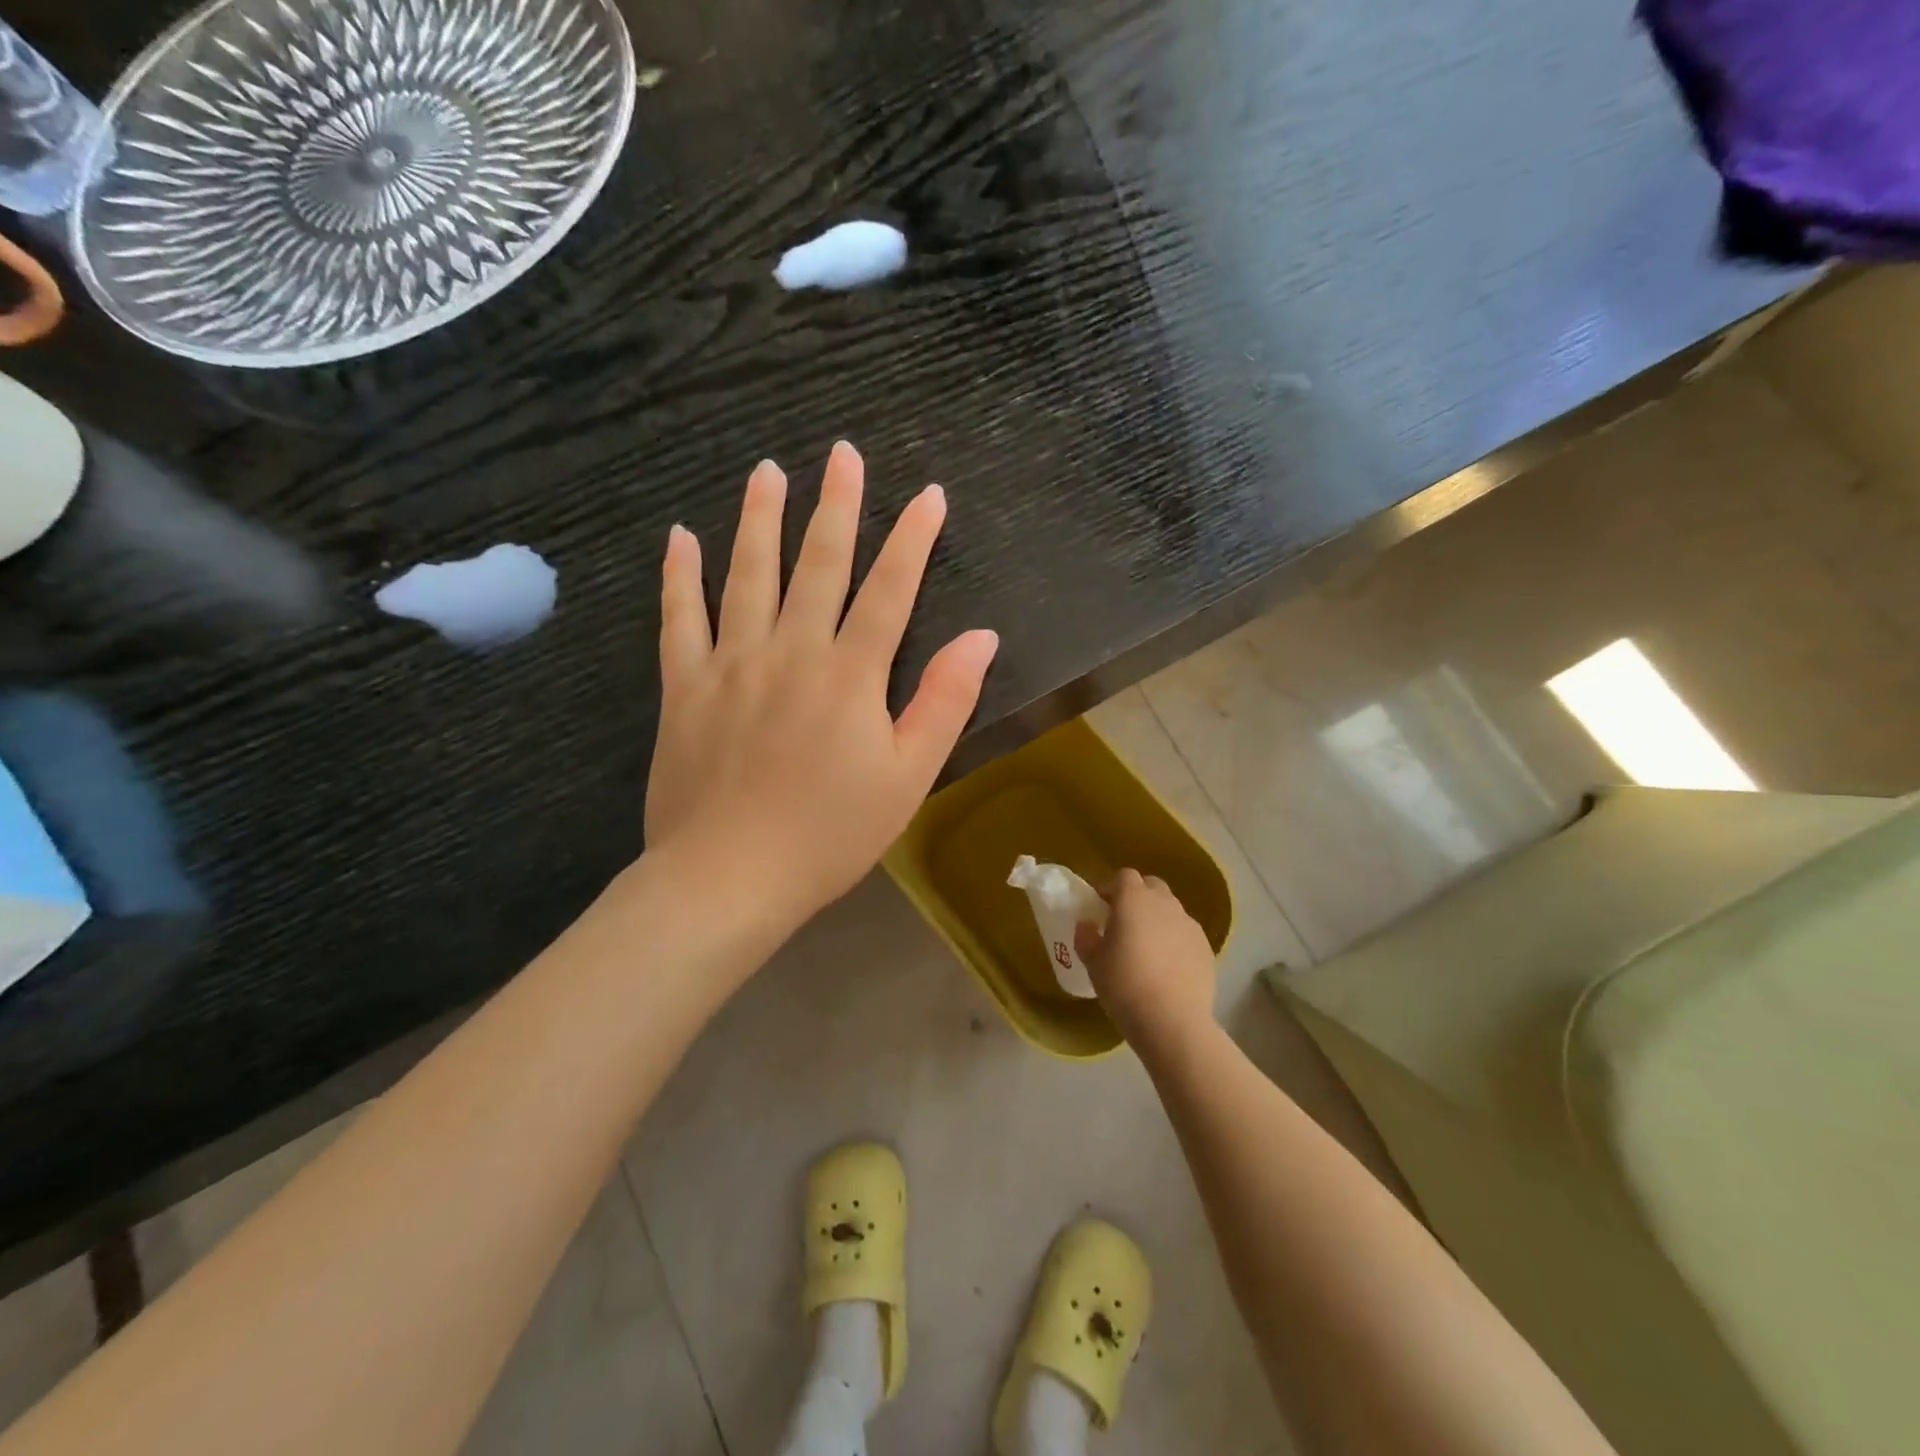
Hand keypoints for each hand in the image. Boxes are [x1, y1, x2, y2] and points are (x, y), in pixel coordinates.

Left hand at [644, 442, 998, 931]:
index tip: (927, 494)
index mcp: (850, 676)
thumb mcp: (908, 777)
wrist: (729, 878)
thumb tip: (980, 636)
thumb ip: (944, 702)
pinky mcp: (683, 687)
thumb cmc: (830, 834)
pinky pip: (678, 619)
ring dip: (759, 521)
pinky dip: (678, 576)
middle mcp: (791, 652)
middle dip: (836, 507)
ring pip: (746, 576)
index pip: (890, 591)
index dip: (912, 540)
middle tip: (842, 453)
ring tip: (767, 472)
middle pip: (818, 566)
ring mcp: (731, 664)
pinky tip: (679, 536)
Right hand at [1076, 869, 1216, 1042]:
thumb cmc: (1124, 985)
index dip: (1111, 888)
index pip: (1124, 876)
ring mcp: (1189, 924)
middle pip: (1151, 886)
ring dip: (1158, 919)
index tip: (1101, 907)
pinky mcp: (1206, 947)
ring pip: (1171, 910)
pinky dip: (1175, 941)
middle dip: (1137, 898)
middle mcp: (1164, 903)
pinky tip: (1168, 968)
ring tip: (1147, 949)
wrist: (1172, 1020)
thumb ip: (1086, 937)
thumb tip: (1087, 925)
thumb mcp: (1093, 963)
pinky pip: (1186, 934)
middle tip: (1124, 924)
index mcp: (1133, 899)